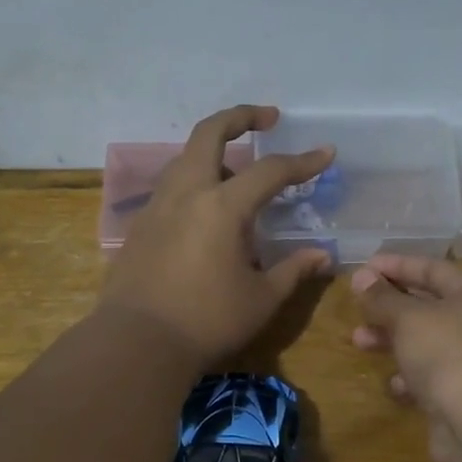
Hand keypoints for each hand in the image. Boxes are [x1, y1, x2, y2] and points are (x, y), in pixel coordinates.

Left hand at [100, 105, 334, 363]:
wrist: (136, 343)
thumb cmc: (207, 321)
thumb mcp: (261, 299)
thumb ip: (292, 270)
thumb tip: (321, 255)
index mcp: (222, 206)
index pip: (270, 171)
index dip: (302, 162)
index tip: (326, 153)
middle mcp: (187, 193)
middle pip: (210, 133)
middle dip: (240, 117)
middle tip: (267, 118)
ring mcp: (157, 207)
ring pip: (185, 158)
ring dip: (213, 151)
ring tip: (238, 170)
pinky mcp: (140, 226)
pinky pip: (171, 187)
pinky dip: (194, 182)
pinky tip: (206, 210)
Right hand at [350, 254, 461, 461]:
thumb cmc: (452, 357)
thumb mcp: (409, 320)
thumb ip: (382, 297)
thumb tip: (362, 275)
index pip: (434, 269)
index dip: (396, 265)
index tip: (362, 267)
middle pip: (432, 306)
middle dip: (390, 307)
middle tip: (357, 309)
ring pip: (431, 343)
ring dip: (394, 341)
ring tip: (360, 343)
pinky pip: (438, 378)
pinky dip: (414, 378)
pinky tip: (395, 386)